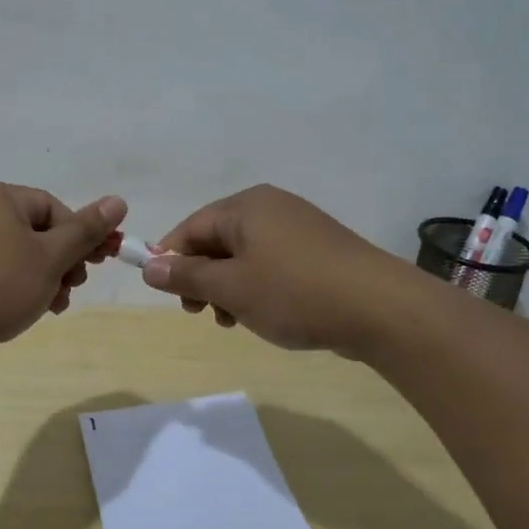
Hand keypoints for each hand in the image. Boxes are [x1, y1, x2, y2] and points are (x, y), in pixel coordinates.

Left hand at [0, 183, 126, 375]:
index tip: (94, 263)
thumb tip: (118, 201)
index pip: (53, 206)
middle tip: (74, 285)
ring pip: (20, 257)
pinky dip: (20, 289)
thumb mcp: (50, 256)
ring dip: (46, 279)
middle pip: (37, 231)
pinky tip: (32, 312)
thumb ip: (86, 231)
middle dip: (63, 261)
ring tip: (54, 305)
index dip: (79, 235)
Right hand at [140, 185, 417, 356]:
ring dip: (229, 288)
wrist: (379, 308)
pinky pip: (272, 264)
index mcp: (246, 207)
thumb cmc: (294, 292)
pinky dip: (258, 287)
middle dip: (203, 278)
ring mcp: (298, 227)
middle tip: (200, 313)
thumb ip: (187, 276)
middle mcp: (271, 207)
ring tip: (233, 321)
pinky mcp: (318, 250)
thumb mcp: (232, 287)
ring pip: (244, 256)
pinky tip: (264, 315)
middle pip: (218, 240)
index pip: (192, 227)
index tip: (168, 295)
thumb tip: (148, 265)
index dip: (172, 260)